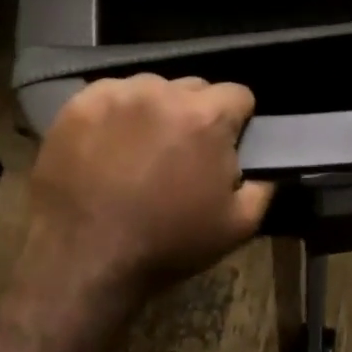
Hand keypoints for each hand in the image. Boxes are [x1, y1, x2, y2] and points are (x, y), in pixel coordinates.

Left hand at [23, 74, 273, 300]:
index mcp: (207, 115)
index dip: (236, 121)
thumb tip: (270, 165)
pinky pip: (111, 94)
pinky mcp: (80, 104)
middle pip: (194, 88)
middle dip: (194, 114)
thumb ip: (264, 186)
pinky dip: (115, 113)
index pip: (238, 95)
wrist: (83, 263)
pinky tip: (108, 144)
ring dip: (155, 111)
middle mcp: (164, 92)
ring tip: (140, 149)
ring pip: (152, 88)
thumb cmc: (166, 244)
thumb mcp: (237, 226)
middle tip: (181, 152)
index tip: (224, 146)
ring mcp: (118, 94)